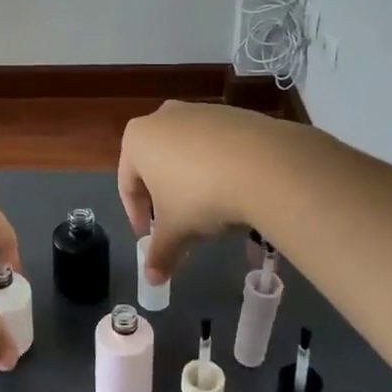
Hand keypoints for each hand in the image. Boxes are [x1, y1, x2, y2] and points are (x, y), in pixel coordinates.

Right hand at [118, 100, 290, 288]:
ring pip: (186, 154)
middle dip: (164, 198)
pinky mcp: (232, 114)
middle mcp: (163, 116)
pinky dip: (218, 168)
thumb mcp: (175, 230)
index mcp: (137, 138)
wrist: (263, 164)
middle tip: (178, 226)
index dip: (136, 215)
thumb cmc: (200, 194)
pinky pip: (216, 146)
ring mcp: (199, 111)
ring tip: (210, 212)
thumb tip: (152, 280)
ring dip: (191, 182)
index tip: (149, 238)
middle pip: (156, 165)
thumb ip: (160, 252)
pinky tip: (234, 190)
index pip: (127, 183)